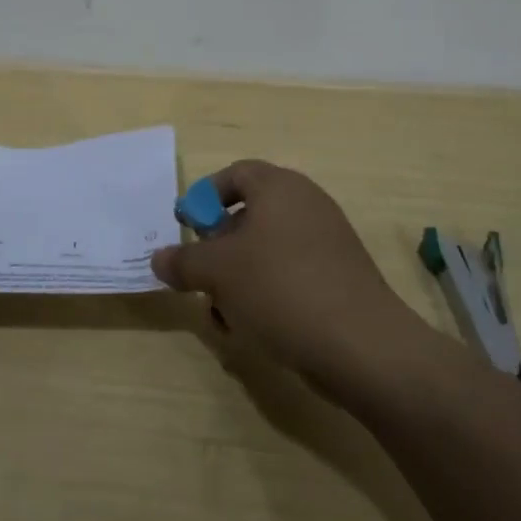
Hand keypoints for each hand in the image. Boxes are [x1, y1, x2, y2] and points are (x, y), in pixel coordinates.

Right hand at [151, 161, 419, 390]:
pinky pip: (290, 275)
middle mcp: (306, 205)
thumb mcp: (218, 272)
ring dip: (237, 279)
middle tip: (200, 276)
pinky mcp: (338, 278)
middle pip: (249, 214)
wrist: (362, 346)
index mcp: (280, 188)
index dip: (204, 197)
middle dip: (218, 248)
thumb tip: (159, 258)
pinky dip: (265, 294)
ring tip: (222, 315)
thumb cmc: (280, 289)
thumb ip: (183, 261)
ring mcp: (327, 242)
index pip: (235, 174)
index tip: (184, 227)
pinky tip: (252, 330)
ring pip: (266, 251)